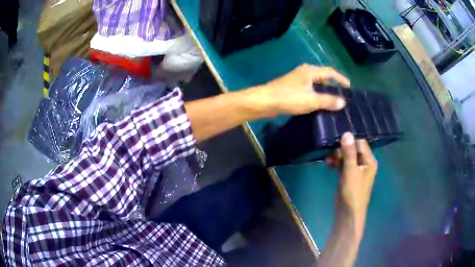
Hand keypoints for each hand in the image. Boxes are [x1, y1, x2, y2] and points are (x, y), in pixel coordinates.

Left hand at [250, 64, 349, 116]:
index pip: (330, 72)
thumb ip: (328, 101)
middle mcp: (305, 73)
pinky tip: (321, 106)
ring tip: (336, 103)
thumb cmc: (288, 98)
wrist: (264, 102)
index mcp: (310, 71)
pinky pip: (310, 91)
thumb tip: (343, 102)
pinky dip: (317, 97)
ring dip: (326, 93)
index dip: (341, 79)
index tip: (350, 88)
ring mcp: (298, 81)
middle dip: (334, 87)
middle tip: (345, 97)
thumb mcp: (311, 100)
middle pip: (324, 78)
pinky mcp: (293, 89)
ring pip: (316, 85)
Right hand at [330, 133, 377, 232]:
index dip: (349, 143)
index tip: (337, 147)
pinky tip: (330, 165)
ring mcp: (357, 170)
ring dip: (338, 157)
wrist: (348, 213)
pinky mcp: (350, 176)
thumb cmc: (352, 192)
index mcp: (369, 161)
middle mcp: (365, 163)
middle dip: (342, 151)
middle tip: (331, 158)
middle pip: (353, 149)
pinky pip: (345, 164)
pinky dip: (338, 163)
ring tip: (329, 162)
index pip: (360, 143)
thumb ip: (349, 153)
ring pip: (348, 156)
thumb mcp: (350, 171)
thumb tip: (346, 133)